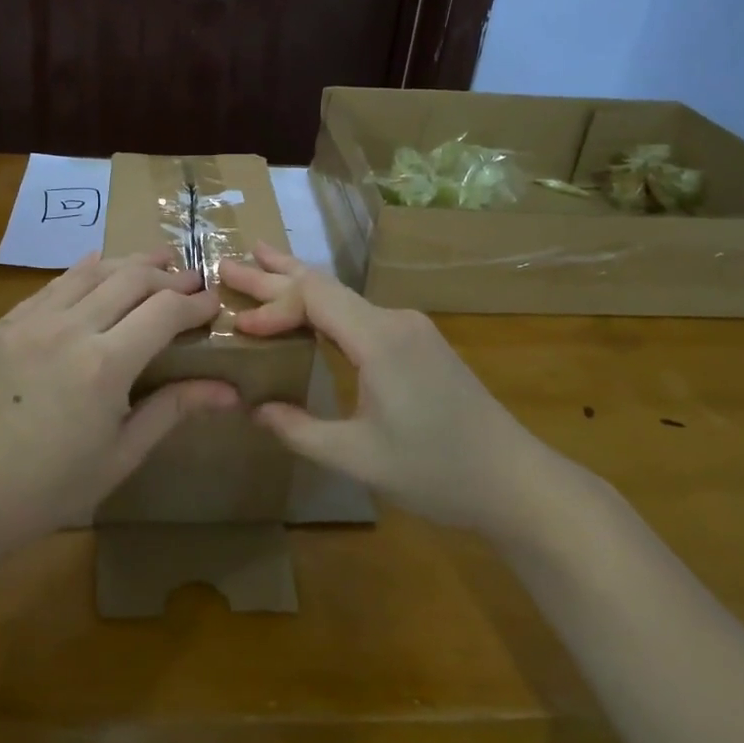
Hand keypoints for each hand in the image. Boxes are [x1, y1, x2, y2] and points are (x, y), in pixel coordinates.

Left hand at [0, 251, 236, 547]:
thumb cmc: (51, 488)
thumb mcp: (121, 455)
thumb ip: (173, 409)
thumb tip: (230, 391)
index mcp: (105, 365)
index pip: (165, 310)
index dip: (196, 302)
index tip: (214, 303)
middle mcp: (70, 329)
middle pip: (132, 279)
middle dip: (170, 275)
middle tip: (192, 280)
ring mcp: (31, 321)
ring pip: (92, 271)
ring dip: (130, 263)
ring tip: (157, 261)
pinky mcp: (4, 324)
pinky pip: (53, 285)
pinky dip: (84, 271)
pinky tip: (98, 265)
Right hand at [216, 243, 554, 534]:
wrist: (514, 481)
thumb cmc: (435, 470)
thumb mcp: (357, 458)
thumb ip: (299, 430)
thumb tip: (255, 410)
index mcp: (379, 338)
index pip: (313, 298)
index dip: (271, 305)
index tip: (237, 326)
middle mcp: (394, 320)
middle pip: (325, 286)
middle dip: (274, 274)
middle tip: (228, 262)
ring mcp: (410, 329)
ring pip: (343, 296)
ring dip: (299, 284)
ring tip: (261, 262)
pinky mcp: (419, 343)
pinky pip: (360, 314)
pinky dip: (324, 306)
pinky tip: (308, 307)